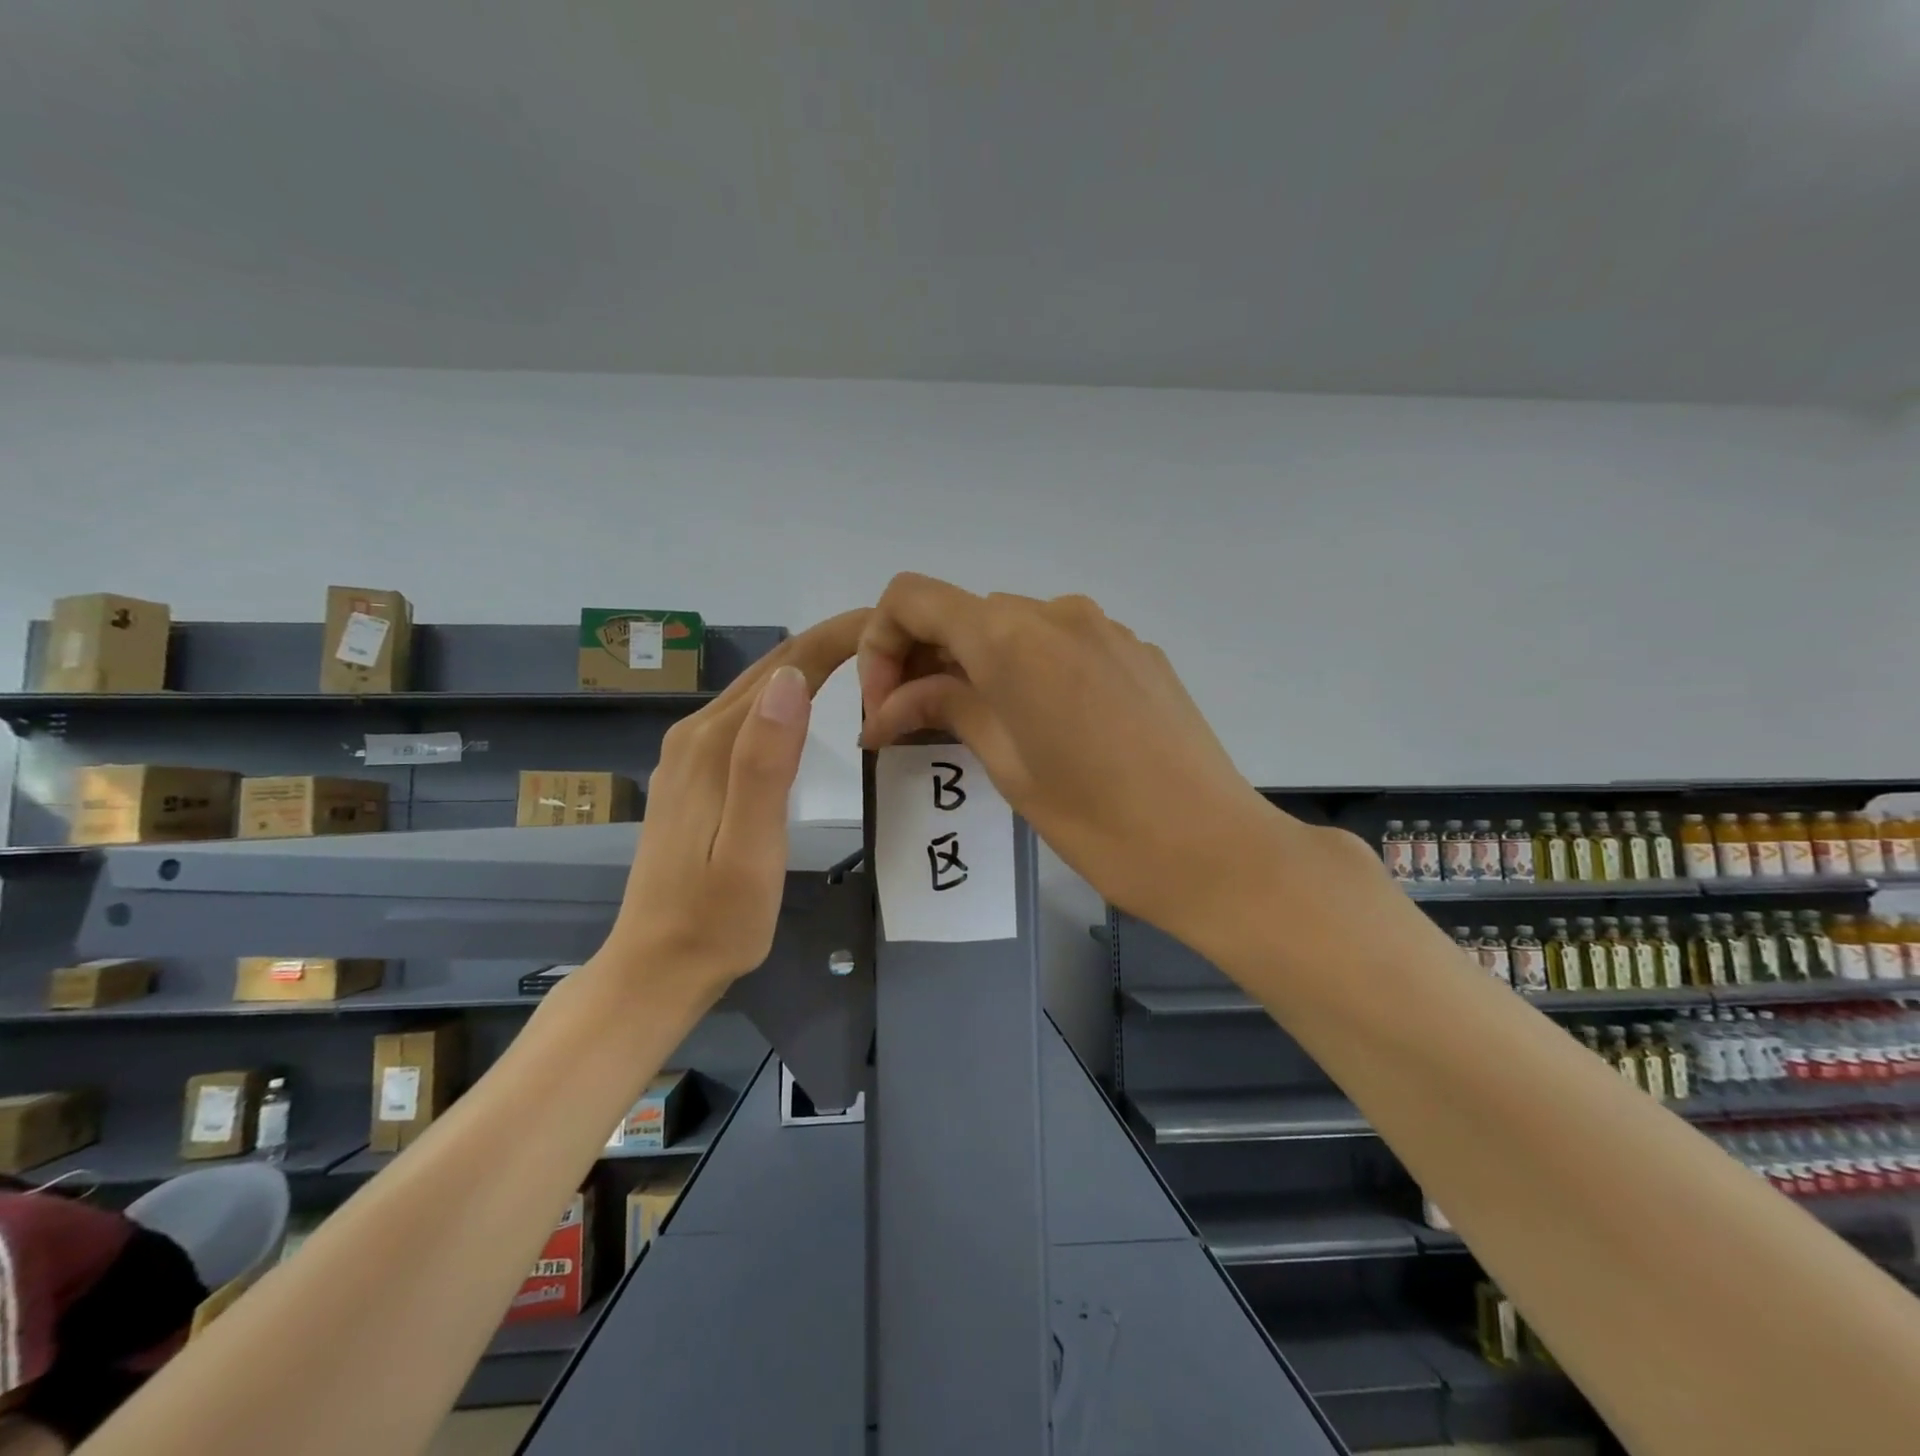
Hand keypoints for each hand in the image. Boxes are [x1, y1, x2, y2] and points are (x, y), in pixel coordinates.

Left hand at [603, 610, 867, 995]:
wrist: (656, 966)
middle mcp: (695, 736)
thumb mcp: (751, 848)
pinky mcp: (692, 776)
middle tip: (892, 642)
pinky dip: (785, 701)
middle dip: (828, 645)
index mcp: (714, 745)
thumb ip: (765, 763)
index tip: (889, 625)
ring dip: (808, 668)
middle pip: (769, 671)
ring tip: (864, 665)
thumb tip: (792, 680)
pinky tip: (808, 709)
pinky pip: (746, 719)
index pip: (784, 667)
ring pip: (756, 692)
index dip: (836, 639)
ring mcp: (688, 756)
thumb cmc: (717, 919)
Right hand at [856, 574, 1283, 939]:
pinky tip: (1043, 726)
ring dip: (977, 666)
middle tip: (915, 726)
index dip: (881, 644)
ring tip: (978, 730)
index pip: (913, 598)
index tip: (886, 706)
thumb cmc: (1098, 822)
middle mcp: (1057, 613)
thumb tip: (887, 707)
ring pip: (1012, 628)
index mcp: (1012, 638)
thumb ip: (945, 710)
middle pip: (963, 613)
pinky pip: (1061, 644)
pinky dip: (1028, 670)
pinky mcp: (1137, 651)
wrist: (1215, 849)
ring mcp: (1105, 629)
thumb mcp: (1007, 766)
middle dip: (925, 660)